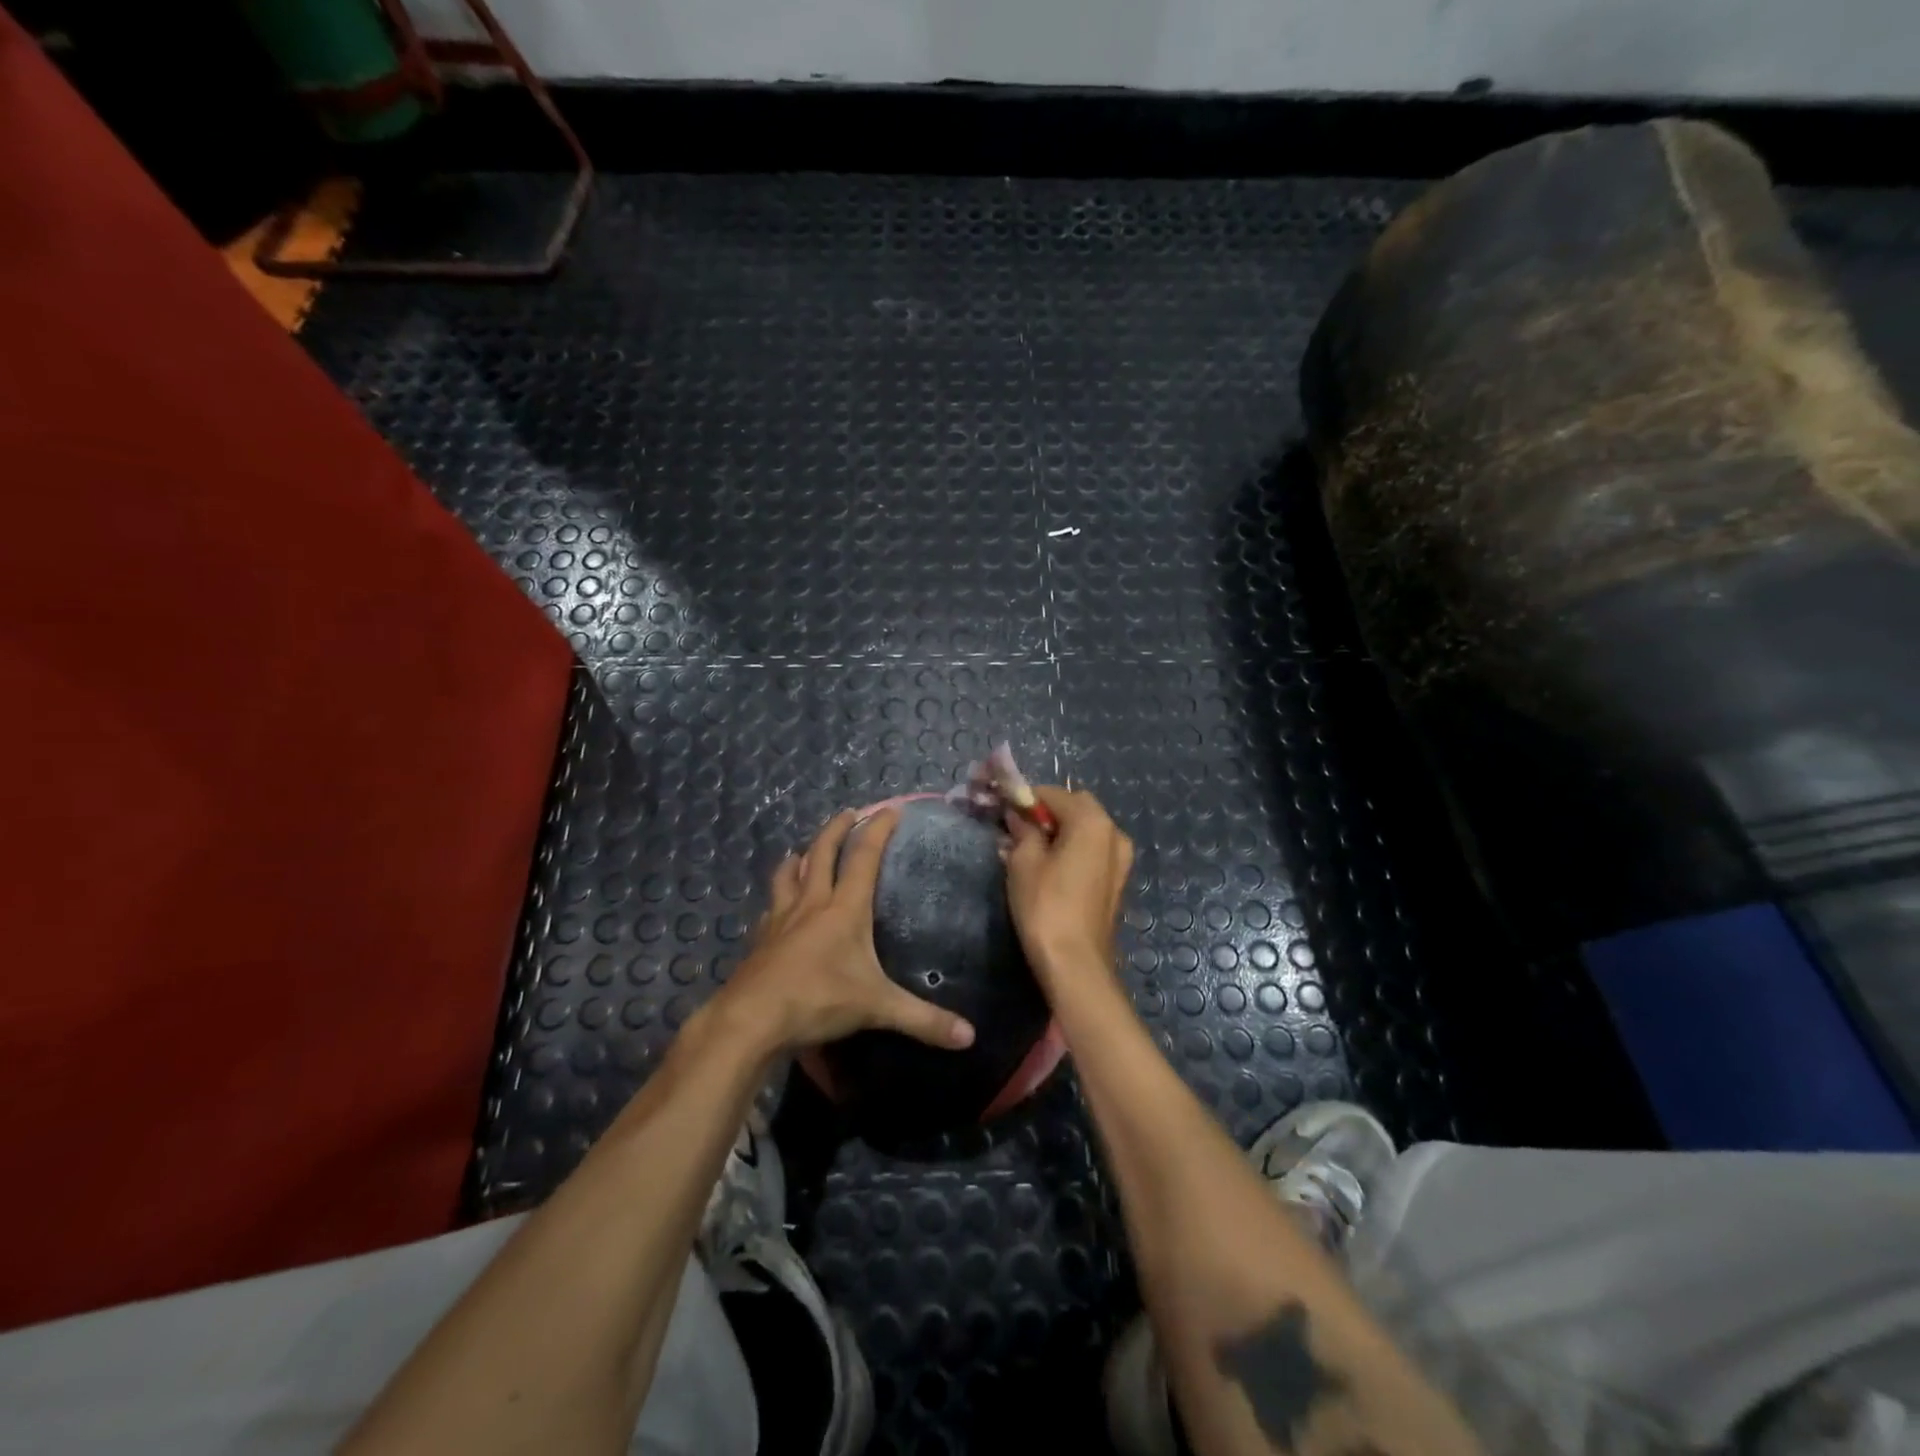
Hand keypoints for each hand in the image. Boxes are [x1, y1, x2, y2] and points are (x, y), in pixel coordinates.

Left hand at [716, 809, 976, 1053]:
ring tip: (804, 850)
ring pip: (789, 874)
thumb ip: (923, 1020)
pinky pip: (770, 907)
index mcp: (844, 909)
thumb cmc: (818, 1001)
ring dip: (800, 856)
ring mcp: (780, 919)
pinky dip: (778, 897)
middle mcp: (811, 904)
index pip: (864, 857)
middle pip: (822, 853)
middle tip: (848, 812)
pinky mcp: (760, 939)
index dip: (878, 829)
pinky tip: (777, 906)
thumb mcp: (877, 1009)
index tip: (891, 809)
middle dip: (837, 828)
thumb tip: (970, 1037)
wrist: (751, 1019)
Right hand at [1004, 787, 1133, 992]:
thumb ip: (1023, 829)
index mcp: (1092, 821)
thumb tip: (1018, 815)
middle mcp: (1114, 832)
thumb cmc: (1045, 906)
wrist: (1076, 964)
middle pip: (1075, 807)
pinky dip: (1073, 849)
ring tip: (1031, 852)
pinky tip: (1051, 869)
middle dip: (1046, 813)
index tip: (1002, 811)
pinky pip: (1093, 850)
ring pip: (1086, 829)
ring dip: (1060, 831)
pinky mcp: (1117, 880)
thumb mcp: (1024, 862)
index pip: (1052, 793)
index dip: (1025, 799)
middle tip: (1017, 831)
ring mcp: (1121, 858)